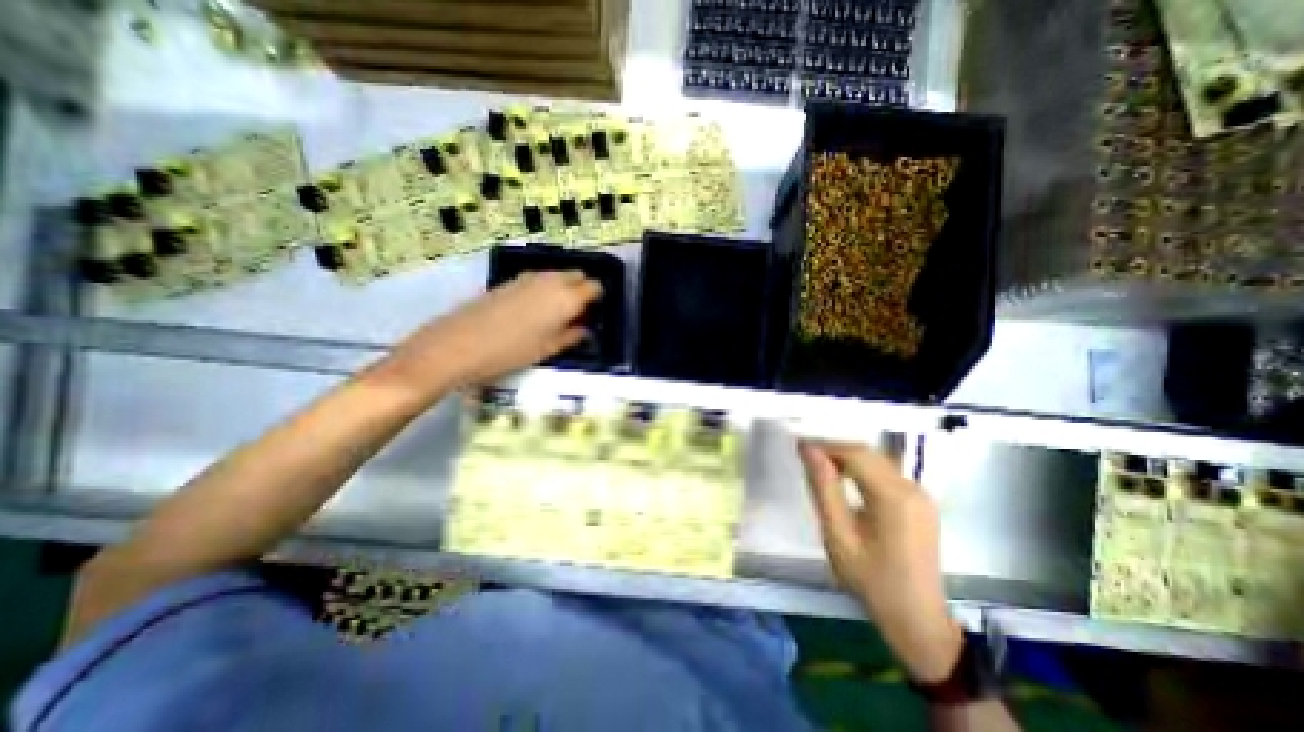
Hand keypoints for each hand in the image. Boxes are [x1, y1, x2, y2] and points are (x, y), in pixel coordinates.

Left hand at [377, 267, 598, 394]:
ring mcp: (528, 277)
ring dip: (563, 287)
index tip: (594, 312)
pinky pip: (539, 278)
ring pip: (557, 275)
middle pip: (576, 275)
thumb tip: (584, 328)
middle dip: (581, 289)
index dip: (597, 298)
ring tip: (556, 312)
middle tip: (577, 312)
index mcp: (567, 298)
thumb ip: (571, 336)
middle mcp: (551, 280)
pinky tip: (535, 308)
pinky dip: (545, 287)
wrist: (460, 343)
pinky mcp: (511, 280)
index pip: (594, 287)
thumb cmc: (512, 351)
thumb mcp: (549, 349)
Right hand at [801, 441, 961, 685]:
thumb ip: (823, 487)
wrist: (916, 619)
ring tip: (820, 466)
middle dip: (835, 448)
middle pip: (868, 453)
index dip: (825, 444)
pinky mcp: (921, 502)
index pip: (855, 453)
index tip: (799, 445)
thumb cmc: (871, 580)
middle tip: (805, 455)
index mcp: (894, 496)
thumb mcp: (837, 535)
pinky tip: (845, 480)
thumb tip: (808, 449)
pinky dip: (862, 469)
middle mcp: (912, 488)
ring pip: (877, 460)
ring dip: (847, 457)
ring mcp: (921, 494)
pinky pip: (886, 473)